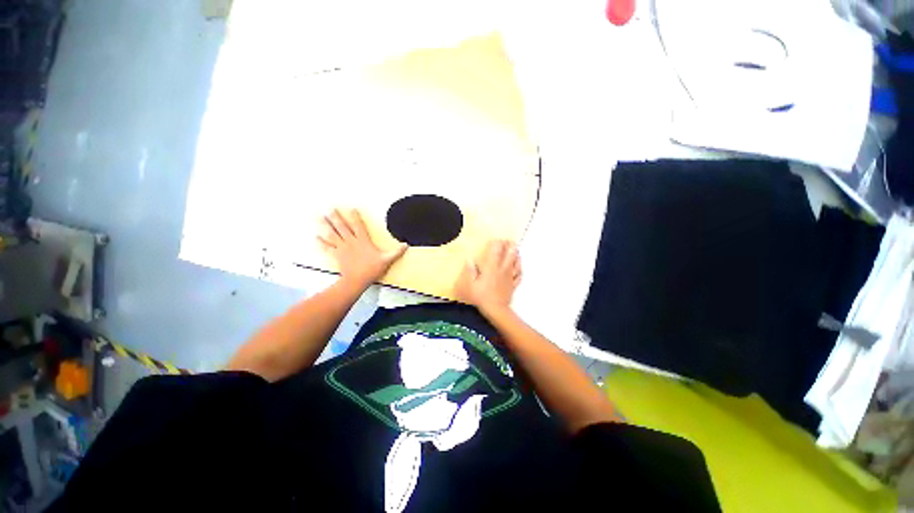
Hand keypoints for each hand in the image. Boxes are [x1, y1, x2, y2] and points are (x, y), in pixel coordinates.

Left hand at [318, 209, 407, 286]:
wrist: (357, 280)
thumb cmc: (372, 269)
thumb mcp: (387, 260)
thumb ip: (396, 252)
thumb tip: (406, 245)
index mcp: (363, 241)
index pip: (359, 226)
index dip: (355, 217)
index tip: (351, 208)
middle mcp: (351, 242)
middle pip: (342, 227)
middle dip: (336, 217)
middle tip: (330, 208)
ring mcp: (342, 248)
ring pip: (332, 234)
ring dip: (325, 225)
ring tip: (319, 217)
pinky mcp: (337, 255)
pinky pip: (327, 247)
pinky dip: (321, 242)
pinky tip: (316, 237)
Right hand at [455, 240, 521, 313]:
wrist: (495, 310)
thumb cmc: (480, 296)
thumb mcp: (469, 284)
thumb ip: (469, 271)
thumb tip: (469, 259)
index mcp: (491, 267)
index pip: (495, 251)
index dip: (496, 243)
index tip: (496, 239)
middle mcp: (502, 269)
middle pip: (509, 254)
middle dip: (510, 245)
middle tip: (509, 240)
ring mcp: (509, 277)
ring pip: (516, 263)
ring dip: (516, 255)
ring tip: (516, 249)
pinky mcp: (513, 284)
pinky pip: (518, 275)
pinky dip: (519, 269)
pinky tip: (518, 267)